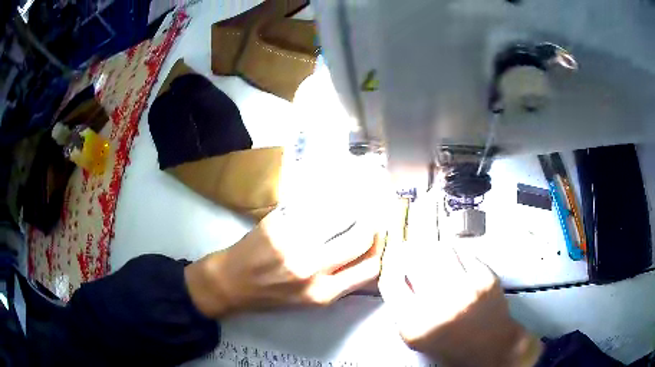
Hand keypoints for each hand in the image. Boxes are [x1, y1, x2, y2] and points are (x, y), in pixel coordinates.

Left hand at [185, 205, 383, 317]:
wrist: (231, 282)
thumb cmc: (272, 296)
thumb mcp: (310, 301)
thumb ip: (341, 281)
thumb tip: (369, 257)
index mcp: (323, 293)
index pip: (371, 268)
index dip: (383, 249)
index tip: (385, 237)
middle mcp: (311, 269)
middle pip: (360, 238)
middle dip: (372, 224)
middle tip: (373, 213)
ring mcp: (293, 243)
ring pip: (340, 215)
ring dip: (352, 206)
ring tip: (356, 200)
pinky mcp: (278, 223)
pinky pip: (313, 205)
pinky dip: (326, 199)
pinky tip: (329, 195)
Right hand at [379, 240, 542, 366]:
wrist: (490, 345)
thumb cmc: (453, 345)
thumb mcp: (416, 337)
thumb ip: (401, 309)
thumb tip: (398, 276)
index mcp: (416, 325)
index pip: (391, 282)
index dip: (389, 268)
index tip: (393, 263)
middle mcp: (440, 305)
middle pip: (413, 260)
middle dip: (408, 254)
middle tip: (410, 254)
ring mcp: (466, 288)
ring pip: (437, 250)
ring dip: (430, 250)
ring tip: (431, 255)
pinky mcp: (485, 277)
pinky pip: (461, 252)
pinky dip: (453, 252)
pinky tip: (452, 260)